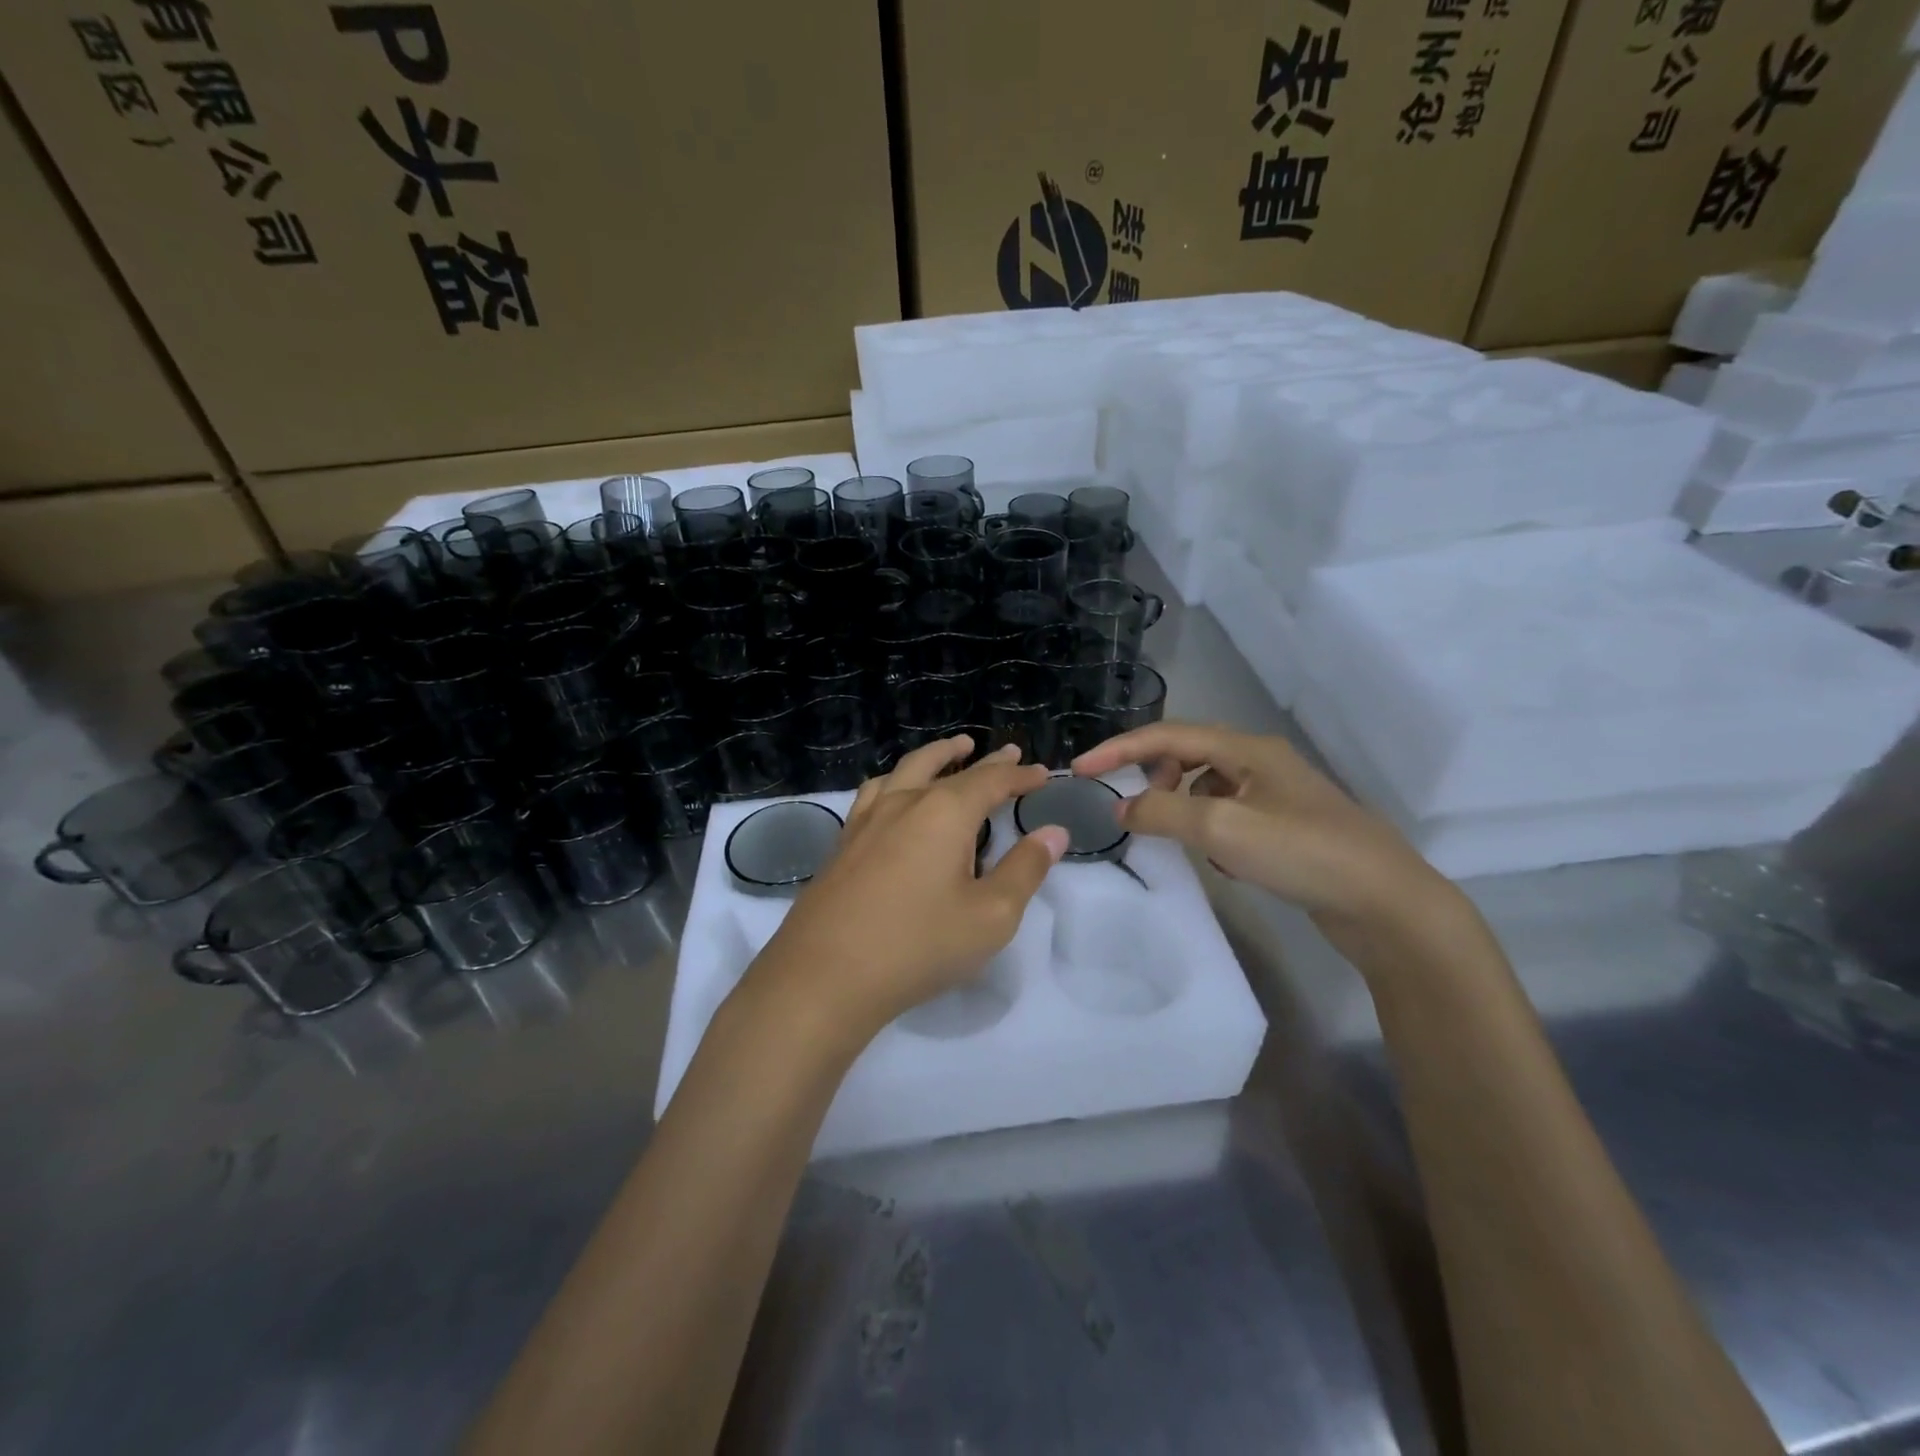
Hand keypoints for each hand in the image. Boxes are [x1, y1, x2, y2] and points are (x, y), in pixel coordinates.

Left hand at [747, 738, 1068, 1043]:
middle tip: (1005, 752)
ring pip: (905, 771)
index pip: (991, 781)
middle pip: (948, 768)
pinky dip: (896, 781)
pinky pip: (875, 793)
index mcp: (945, 813)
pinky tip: (894, 795)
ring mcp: (866, 820)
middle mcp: (904, 803)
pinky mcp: (842, 842)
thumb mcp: (991, 916)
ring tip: (950, 752)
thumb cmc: (918, 945)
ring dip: (934, 757)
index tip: (1041, 773)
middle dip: (982, 760)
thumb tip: (1053, 832)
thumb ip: (1025, 870)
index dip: (1020, 776)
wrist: (825, 976)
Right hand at [1072, 721, 1454, 931]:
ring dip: (1182, 805)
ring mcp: (1279, 797)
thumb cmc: (1302, 853)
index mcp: (1247, 749)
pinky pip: (1231, 817)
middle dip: (1153, 776)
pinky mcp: (1289, 829)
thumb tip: (1121, 808)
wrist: (1387, 904)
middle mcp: (1262, 764)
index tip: (1079, 771)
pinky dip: (1211, 831)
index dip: (1119, 750)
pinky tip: (1221, 863)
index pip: (1167, 735)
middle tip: (1133, 807)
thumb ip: (1163, 812)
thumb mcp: (1222, 828)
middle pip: (1189, 755)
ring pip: (1210, 788)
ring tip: (1176, 837)